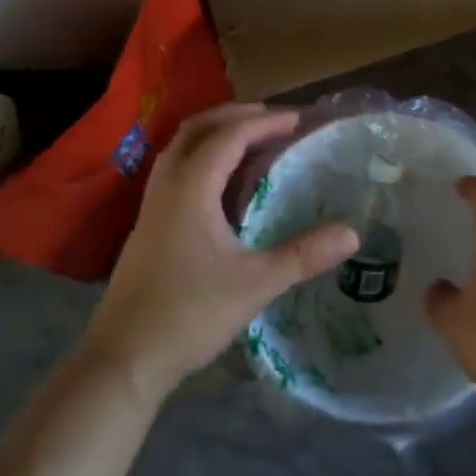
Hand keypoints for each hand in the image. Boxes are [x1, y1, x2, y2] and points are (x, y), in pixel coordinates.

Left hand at [77, 103, 356, 402]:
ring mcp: (152, 206)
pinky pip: (176, 170)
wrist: (122, 359)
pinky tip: (223, 184)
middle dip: (234, 115)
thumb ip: (304, 255)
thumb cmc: (189, 315)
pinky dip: (202, 158)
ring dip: (214, 134)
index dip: (264, 123)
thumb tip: (352, 233)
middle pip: (196, 129)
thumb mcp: (255, 284)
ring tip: (251, 141)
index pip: (229, 136)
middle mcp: (166, 186)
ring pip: (180, 149)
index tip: (297, 119)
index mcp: (190, 189)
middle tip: (272, 118)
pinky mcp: (148, 226)